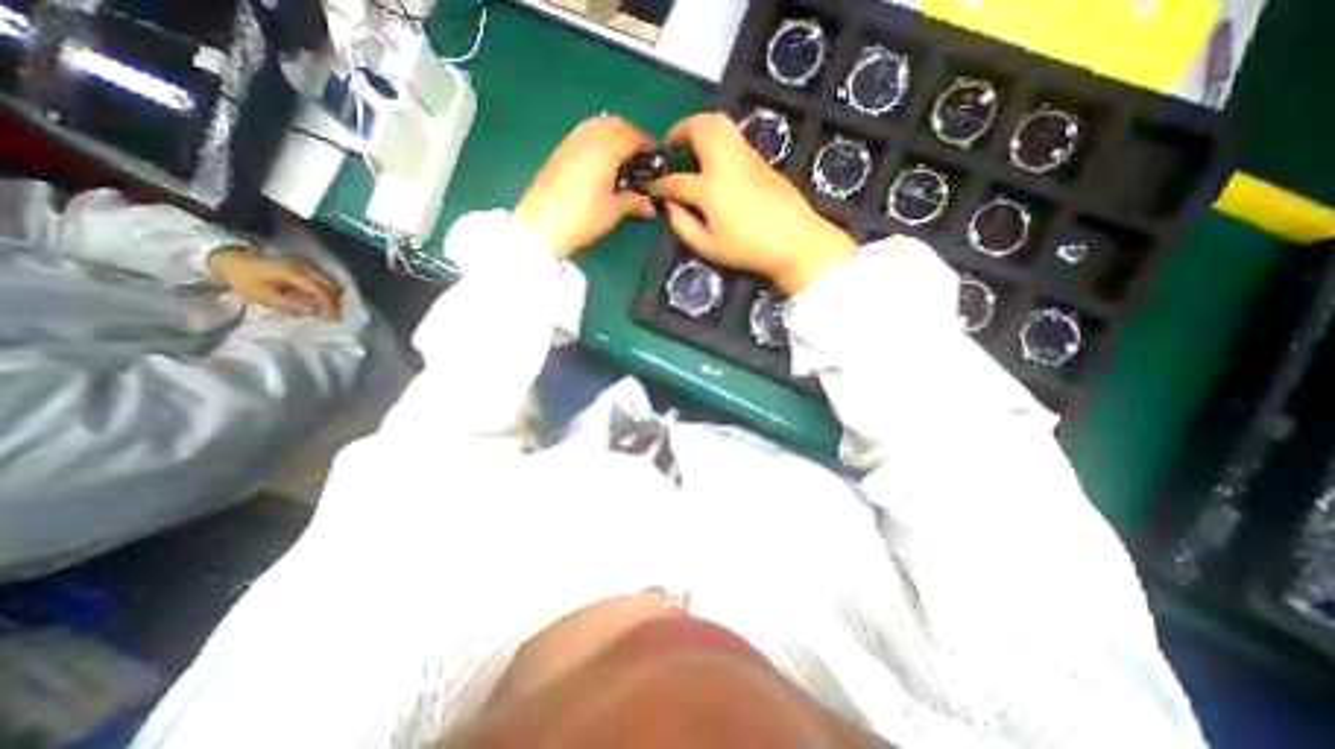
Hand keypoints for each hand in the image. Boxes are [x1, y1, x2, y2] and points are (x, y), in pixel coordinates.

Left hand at [207, 248, 343, 318]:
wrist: (229, 257)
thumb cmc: (243, 278)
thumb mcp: (261, 295)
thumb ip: (289, 304)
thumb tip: (312, 312)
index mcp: (296, 274)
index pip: (323, 292)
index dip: (330, 307)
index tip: (332, 320)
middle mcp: (307, 267)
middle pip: (333, 286)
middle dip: (334, 302)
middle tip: (330, 315)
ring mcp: (308, 264)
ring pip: (332, 282)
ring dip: (332, 296)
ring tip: (324, 307)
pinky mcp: (306, 264)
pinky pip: (326, 278)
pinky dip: (327, 289)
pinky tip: (318, 297)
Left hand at [514, 113, 657, 258]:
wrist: (541, 225)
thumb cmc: (584, 217)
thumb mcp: (613, 211)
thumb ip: (634, 202)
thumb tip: (651, 206)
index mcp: (606, 148)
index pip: (632, 135)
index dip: (647, 143)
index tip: (658, 155)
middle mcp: (588, 137)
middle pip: (613, 123)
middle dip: (630, 134)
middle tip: (640, 155)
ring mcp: (570, 142)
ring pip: (596, 125)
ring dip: (612, 134)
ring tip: (620, 157)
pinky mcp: (558, 152)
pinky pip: (582, 134)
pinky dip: (596, 139)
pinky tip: (599, 161)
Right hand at [646, 110, 854, 291]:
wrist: (794, 241)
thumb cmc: (748, 249)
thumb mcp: (708, 247)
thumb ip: (683, 226)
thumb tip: (670, 206)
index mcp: (710, 189)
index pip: (676, 180)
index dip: (659, 184)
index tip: (650, 186)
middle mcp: (726, 164)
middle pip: (700, 128)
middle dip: (679, 130)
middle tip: (671, 144)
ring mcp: (746, 157)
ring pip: (720, 122)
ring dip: (700, 126)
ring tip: (691, 145)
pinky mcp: (761, 160)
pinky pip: (734, 136)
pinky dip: (717, 137)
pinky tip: (715, 160)